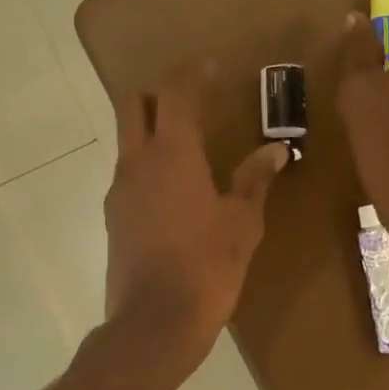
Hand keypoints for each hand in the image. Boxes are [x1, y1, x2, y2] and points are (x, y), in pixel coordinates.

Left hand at [104, 72, 287, 370]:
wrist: (155, 322)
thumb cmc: (208, 266)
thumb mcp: (242, 223)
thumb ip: (255, 180)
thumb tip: (275, 151)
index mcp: (172, 153)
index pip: (177, 92)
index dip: (193, 73)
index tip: (212, 67)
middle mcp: (137, 162)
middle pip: (134, 105)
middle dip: (160, 94)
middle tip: (193, 103)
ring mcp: (119, 191)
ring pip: (128, 142)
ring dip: (153, 134)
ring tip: (189, 152)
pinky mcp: (113, 219)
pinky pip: (129, 177)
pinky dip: (148, 169)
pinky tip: (175, 195)